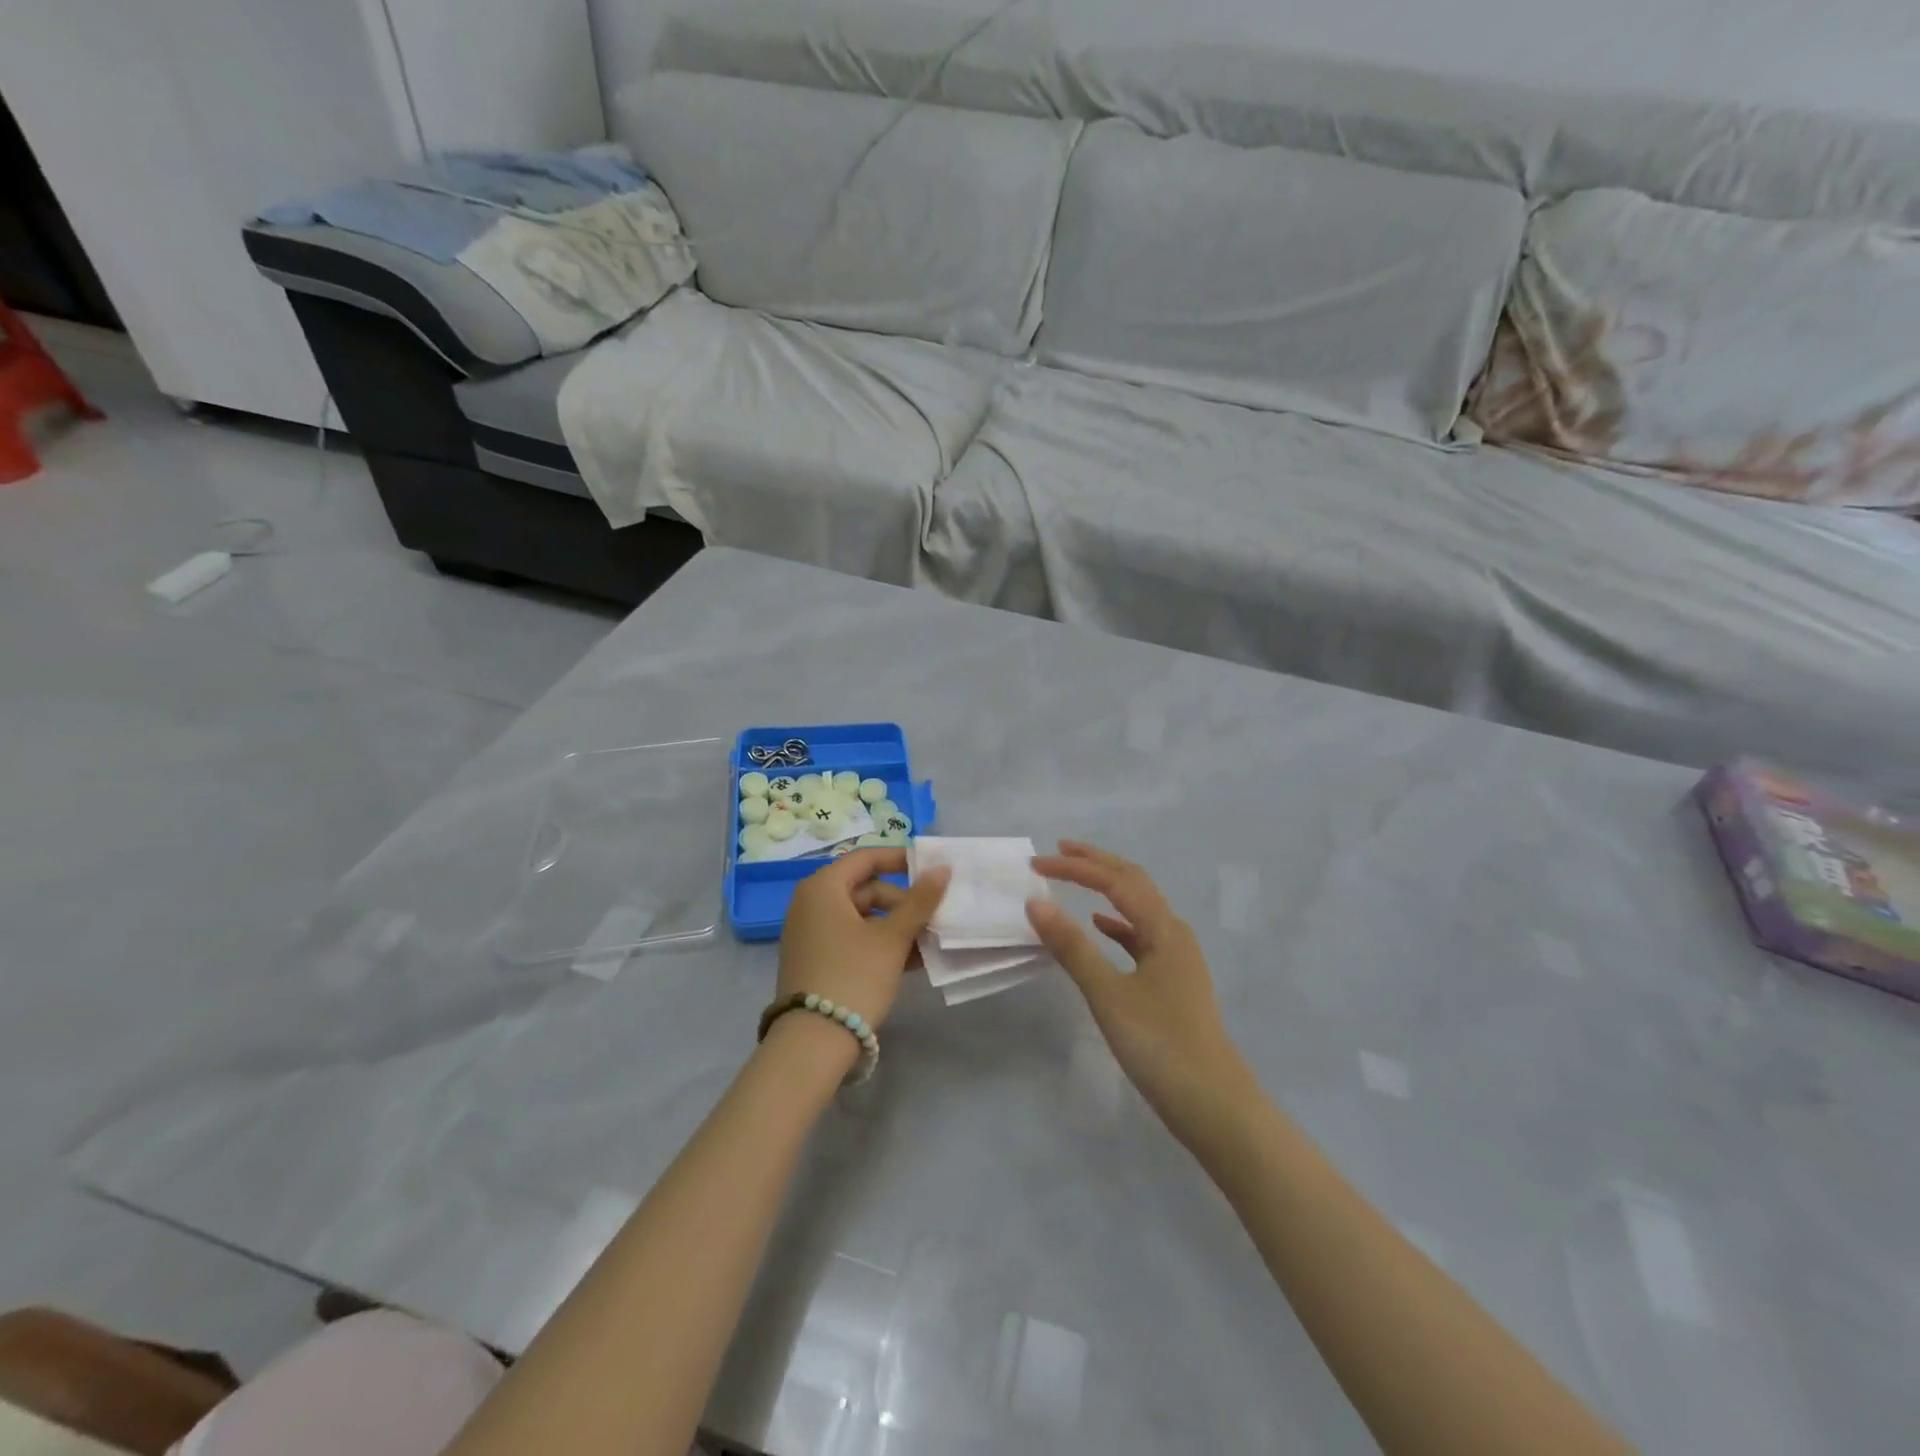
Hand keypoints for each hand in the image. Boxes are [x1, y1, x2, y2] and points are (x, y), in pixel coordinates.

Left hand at [777, 849, 950, 1033]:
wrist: (812, 1042)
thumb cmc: (854, 976)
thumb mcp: (893, 938)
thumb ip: (920, 901)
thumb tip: (943, 867)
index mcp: (823, 887)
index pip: (866, 858)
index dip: (901, 859)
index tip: (932, 869)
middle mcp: (810, 903)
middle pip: (865, 889)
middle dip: (902, 903)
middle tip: (932, 920)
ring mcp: (809, 933)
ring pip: (861, 917)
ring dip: (895, 927)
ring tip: (926, 945)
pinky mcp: (813, 959)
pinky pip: (850, 939)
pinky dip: (877, 944)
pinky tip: (908, 963)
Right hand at [1028, 842, 1252, 1136]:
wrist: (1214, 1105)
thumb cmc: (1160, 1045)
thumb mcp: (1109, 994)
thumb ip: (1072, 947)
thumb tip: (1036, 903)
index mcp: (1164, 929)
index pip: (1115, 881)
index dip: (1075, 868)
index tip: (1036, 866)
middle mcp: (1174, 933)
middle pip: (1133, 883)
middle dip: (1096, 864)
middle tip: (1058, 851)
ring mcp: (1177, 958)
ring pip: (1138, 908)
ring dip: (1106, 889)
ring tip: (1074, 879)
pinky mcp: (1172, 981)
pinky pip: (1141, 937)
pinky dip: (1116, 924)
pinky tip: (1099, 927)